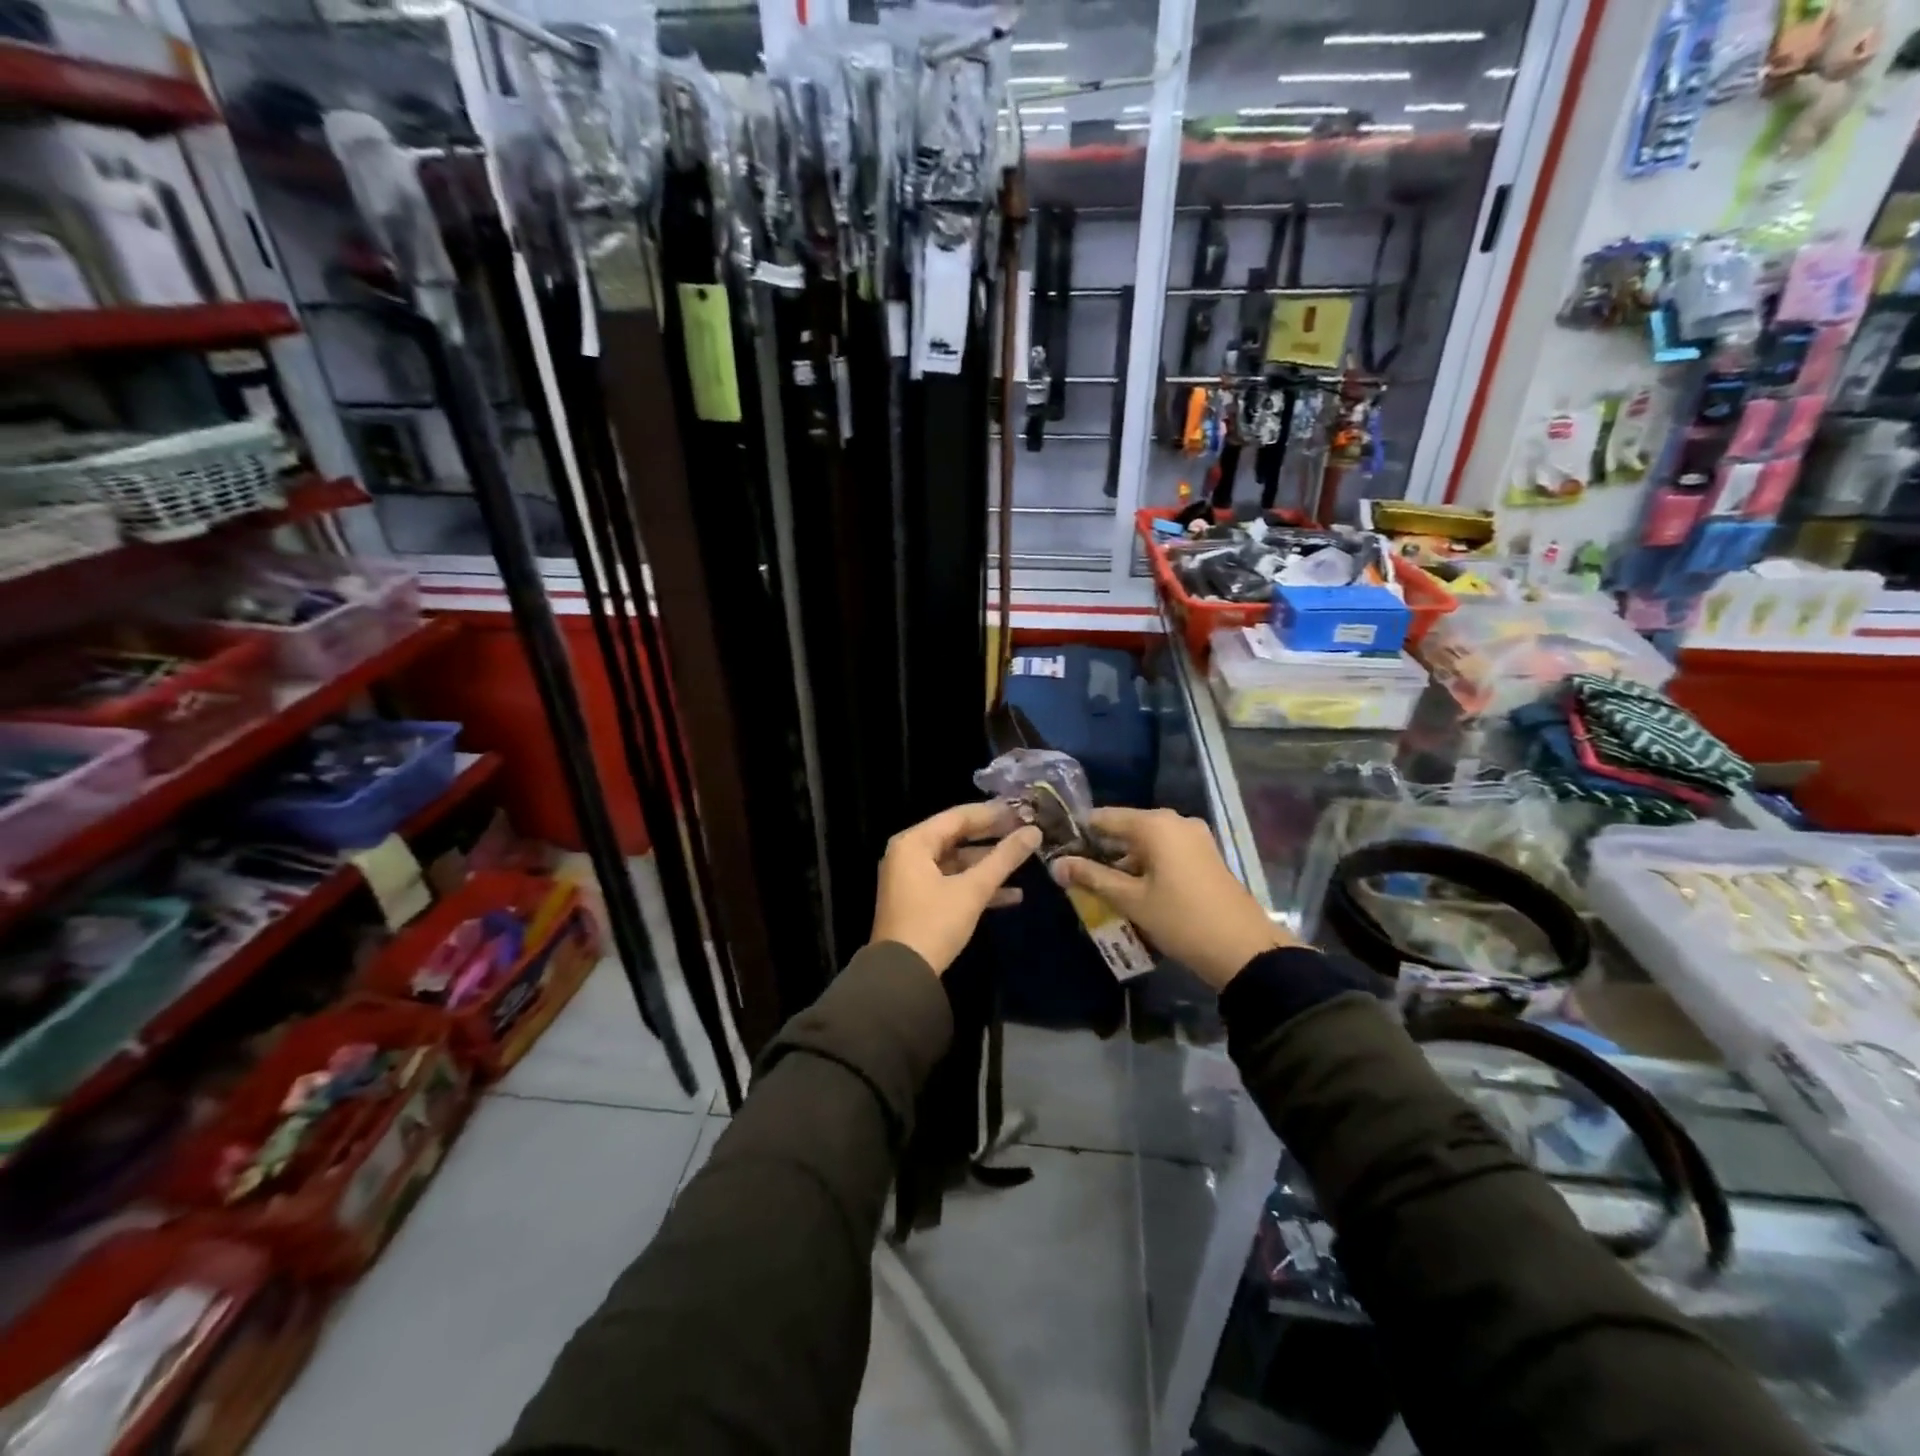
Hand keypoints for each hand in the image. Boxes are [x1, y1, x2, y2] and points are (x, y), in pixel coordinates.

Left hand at [871, 802, 1042, 975]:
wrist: (902, 976)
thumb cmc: (934, 923)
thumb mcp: (973, 889)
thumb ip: (1004, 858)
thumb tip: (1034, 832)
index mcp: (914, 843)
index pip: (958, 817)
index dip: (992, 813)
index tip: (1023, 810)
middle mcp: (909, 854)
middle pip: (957, 837)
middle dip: (993, 837)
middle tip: (1026, 830)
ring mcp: (913, 879)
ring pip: (957, 862)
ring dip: (988, 864)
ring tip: (1025, 860)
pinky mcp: (920, 902)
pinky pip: (952, 883)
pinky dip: (977, 886)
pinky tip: (1013, 895)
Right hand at [1050, 807, 1295, 988]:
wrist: (1243, 949)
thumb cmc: (1180, 920)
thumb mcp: (1131, 900)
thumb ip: (1091, 877)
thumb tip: (1056, 865)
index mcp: (1155, 824)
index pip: (1105, 818)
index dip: (1080, 833)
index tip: (1059, 850)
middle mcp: (1175, 821)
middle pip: (1127, 828)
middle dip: (1102, 850)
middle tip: (1077, 874)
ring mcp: (1194, 837)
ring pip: (1147, 842)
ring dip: (1124, 861)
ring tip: (1101, 887)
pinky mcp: (1205, 855)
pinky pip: (1166, 851)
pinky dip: (1147, 866)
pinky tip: (1133, 890)